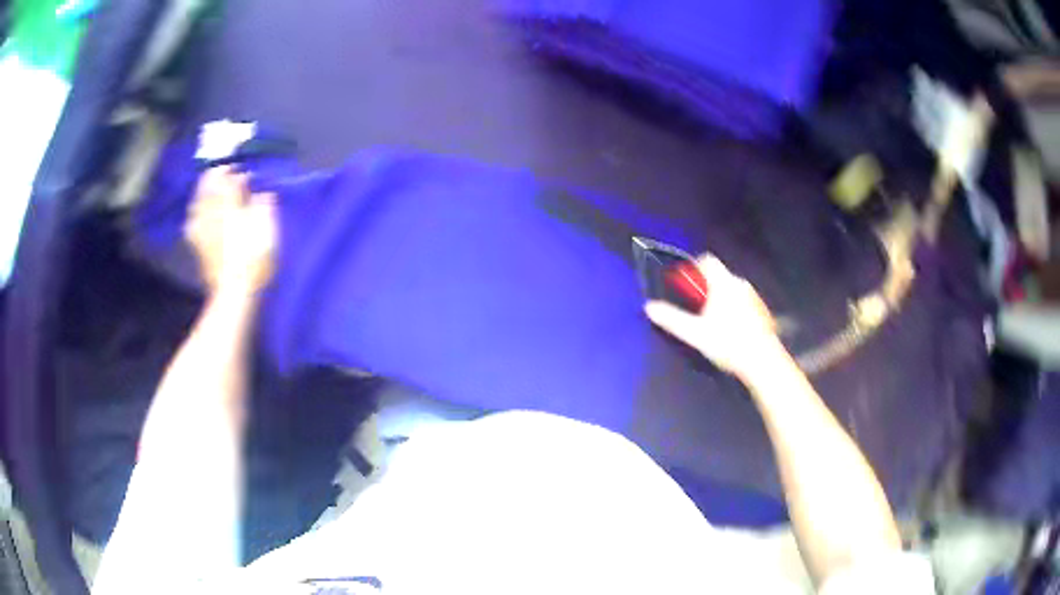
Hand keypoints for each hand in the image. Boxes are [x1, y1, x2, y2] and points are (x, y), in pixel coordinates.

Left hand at [185, 167, 277, 292]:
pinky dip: (195, 213)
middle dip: (214, 178)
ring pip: (198, 202)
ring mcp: (201, 228)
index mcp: (229, 205)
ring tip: (211, 191)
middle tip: (223, 174)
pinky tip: (198, 215)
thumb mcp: (268, 230)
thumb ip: (264, 206)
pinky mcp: (197, 244)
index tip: (241, 171)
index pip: (226, 179)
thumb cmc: (255, 259)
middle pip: (207, 186)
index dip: (232, 172)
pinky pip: (192, 221)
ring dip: (203, 193)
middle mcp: (211, 212)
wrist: (234, 291)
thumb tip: (262, 194)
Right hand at [645, 255, 782, 379]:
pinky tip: (732, 331)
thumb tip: (649, 307)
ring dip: (721, 299)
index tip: (686, 284)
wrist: (762, 361)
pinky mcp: (763, 310)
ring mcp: (754, 296)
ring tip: (714, 323)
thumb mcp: (695, 333)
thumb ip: (672, 319)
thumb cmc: (728, 343)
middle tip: (696, 309)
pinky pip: (744, 301)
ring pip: (732, 289)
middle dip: (706, 288)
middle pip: (719, 276)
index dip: (694, 268)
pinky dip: (735, 309)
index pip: (707, 260)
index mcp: (723, 283)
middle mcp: (740, 284)